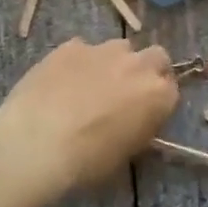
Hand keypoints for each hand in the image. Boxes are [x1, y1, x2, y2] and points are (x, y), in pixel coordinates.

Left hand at [0, 38, 179, 193]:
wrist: (36, 141)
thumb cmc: (86, 161)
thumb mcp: (124, 156)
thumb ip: (138, 130)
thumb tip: (133, 121)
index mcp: (158, 95)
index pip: (171, 90)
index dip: (158, 101)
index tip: (145, 113)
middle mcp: (138, 65)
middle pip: (156, 57)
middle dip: (147, 70)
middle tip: (127, 92)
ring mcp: (105, 50)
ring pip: (120, 48)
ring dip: (114, 63)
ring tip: (91, 85)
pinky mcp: (73, 45)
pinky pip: (84, 50)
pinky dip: (80, 62)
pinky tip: (61, 82)